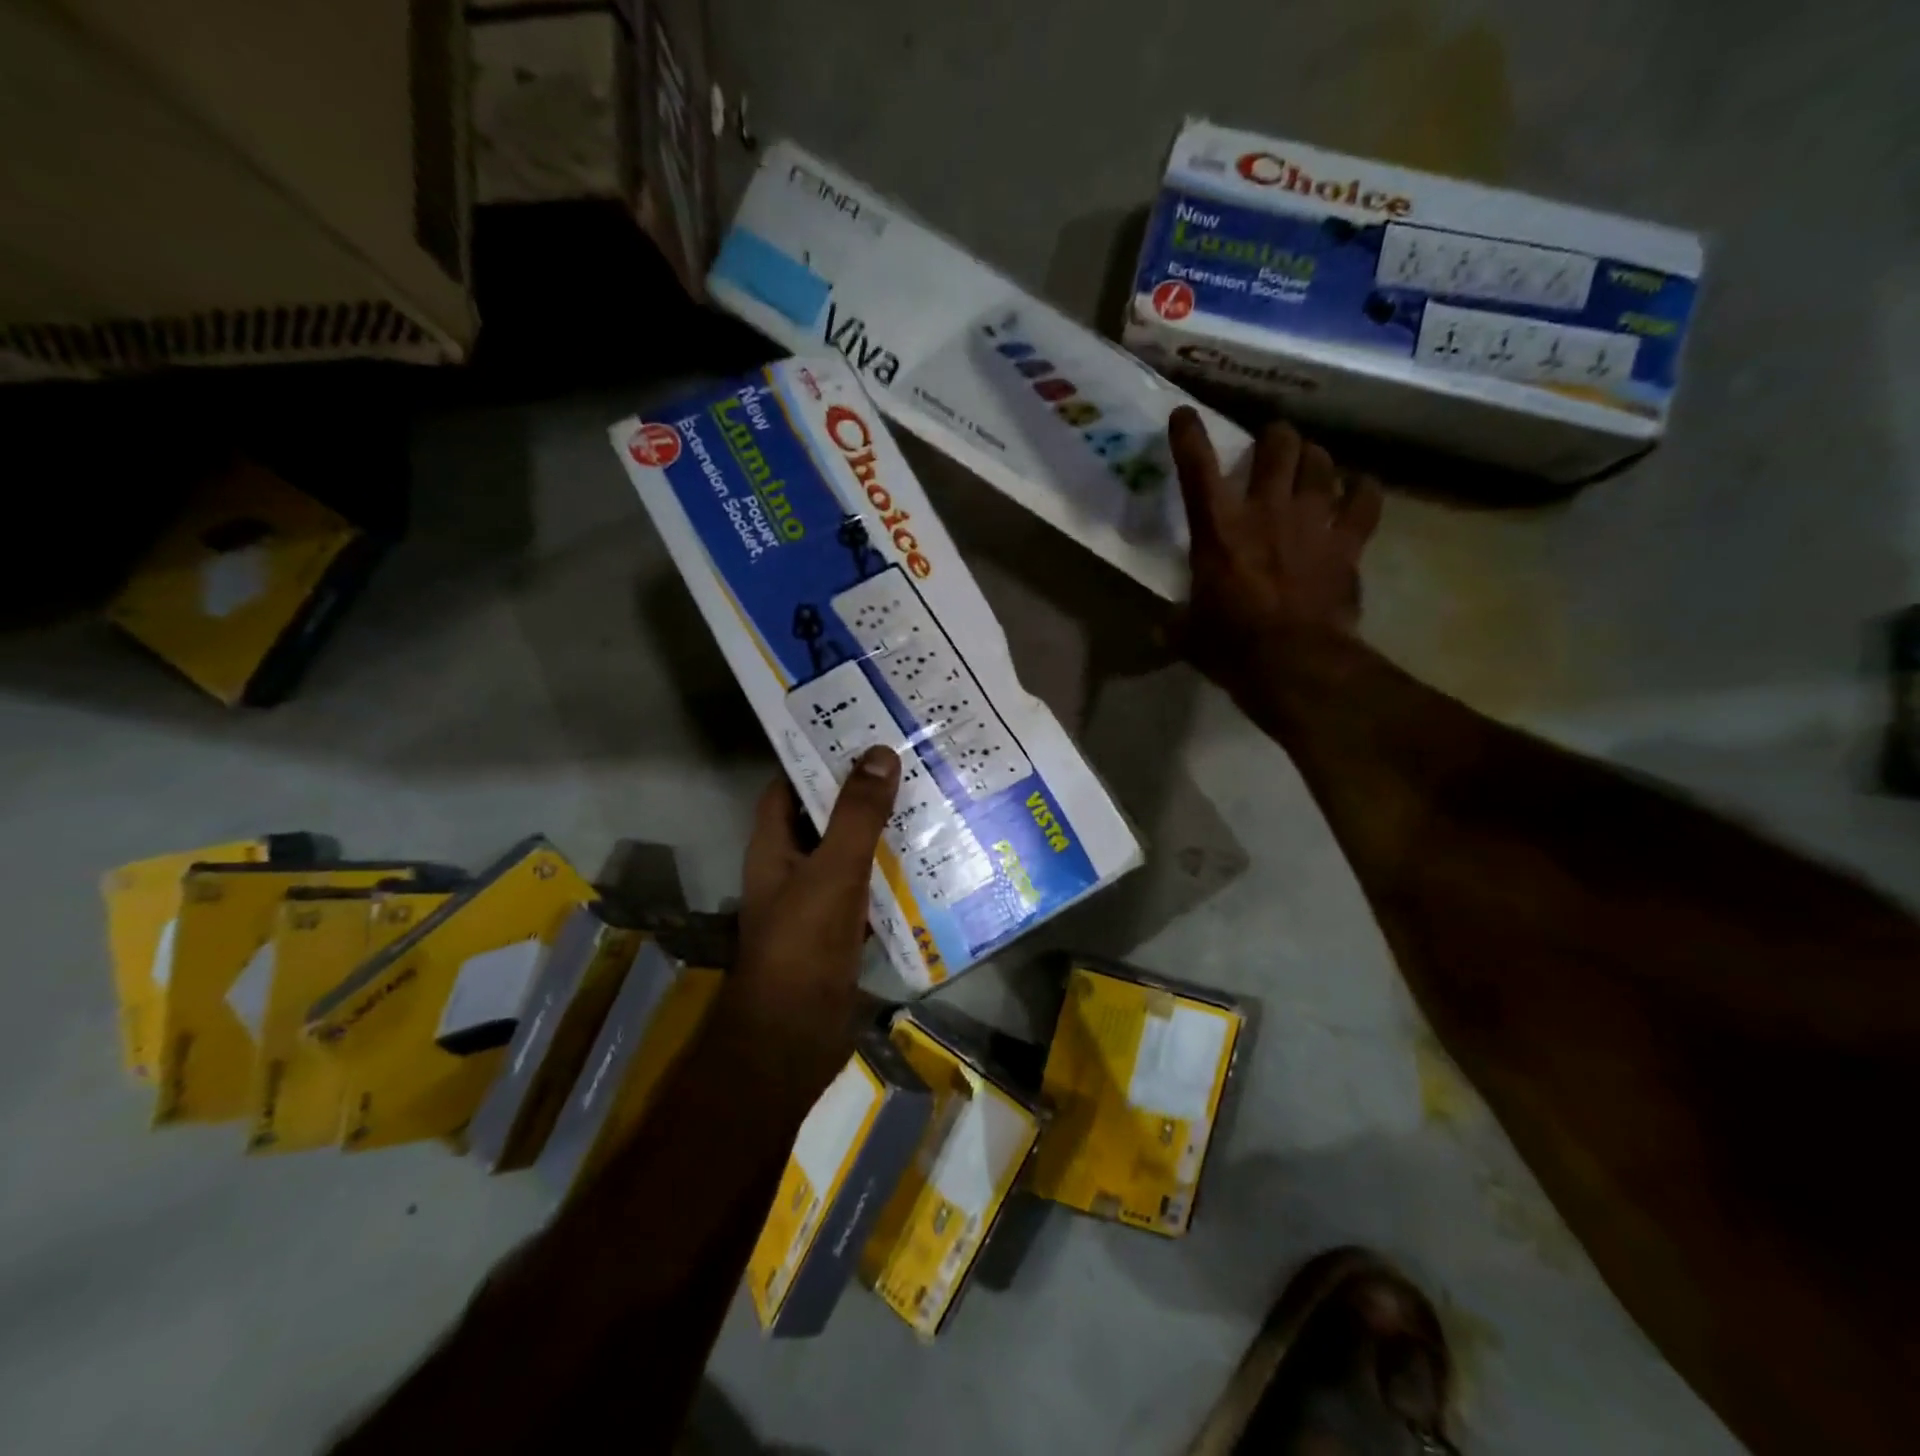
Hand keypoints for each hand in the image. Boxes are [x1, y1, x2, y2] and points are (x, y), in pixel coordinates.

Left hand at [735, 747, 900, 1042]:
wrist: (794, 1038)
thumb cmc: (803, 945)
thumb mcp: (832, 871)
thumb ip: (857, 816)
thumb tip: (879, 753)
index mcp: (774, 846)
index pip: (789, 786)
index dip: (818, 758)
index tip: (861, 732)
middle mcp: (792, 867)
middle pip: (825, 816)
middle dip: (862, 792)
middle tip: (910, 761)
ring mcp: (817, 900)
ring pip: (851, 853)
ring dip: (882, 832)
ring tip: (929, 799)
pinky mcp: (842, 929)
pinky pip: (869, 889)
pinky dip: (892, 874)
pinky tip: (931, 860)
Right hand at [1168, 407, 1382, 687]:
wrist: (1294, 663)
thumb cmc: (1231, 646)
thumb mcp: (1188, 634)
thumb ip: (1178, 619)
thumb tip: (1166, 623)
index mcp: (1218, 530)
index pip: (1197, 468)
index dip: (1189, 436)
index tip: (1184, 415)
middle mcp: (1266, 510)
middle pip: (1277, 446)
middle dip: (1273, 438)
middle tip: (1271, 445)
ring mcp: (1312, 521)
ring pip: (1320, 463)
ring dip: (1313, 458)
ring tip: (1311, 463)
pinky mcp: (1347, 542)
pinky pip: (1366, 500)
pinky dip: (1362, 491)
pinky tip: (1358, 490)